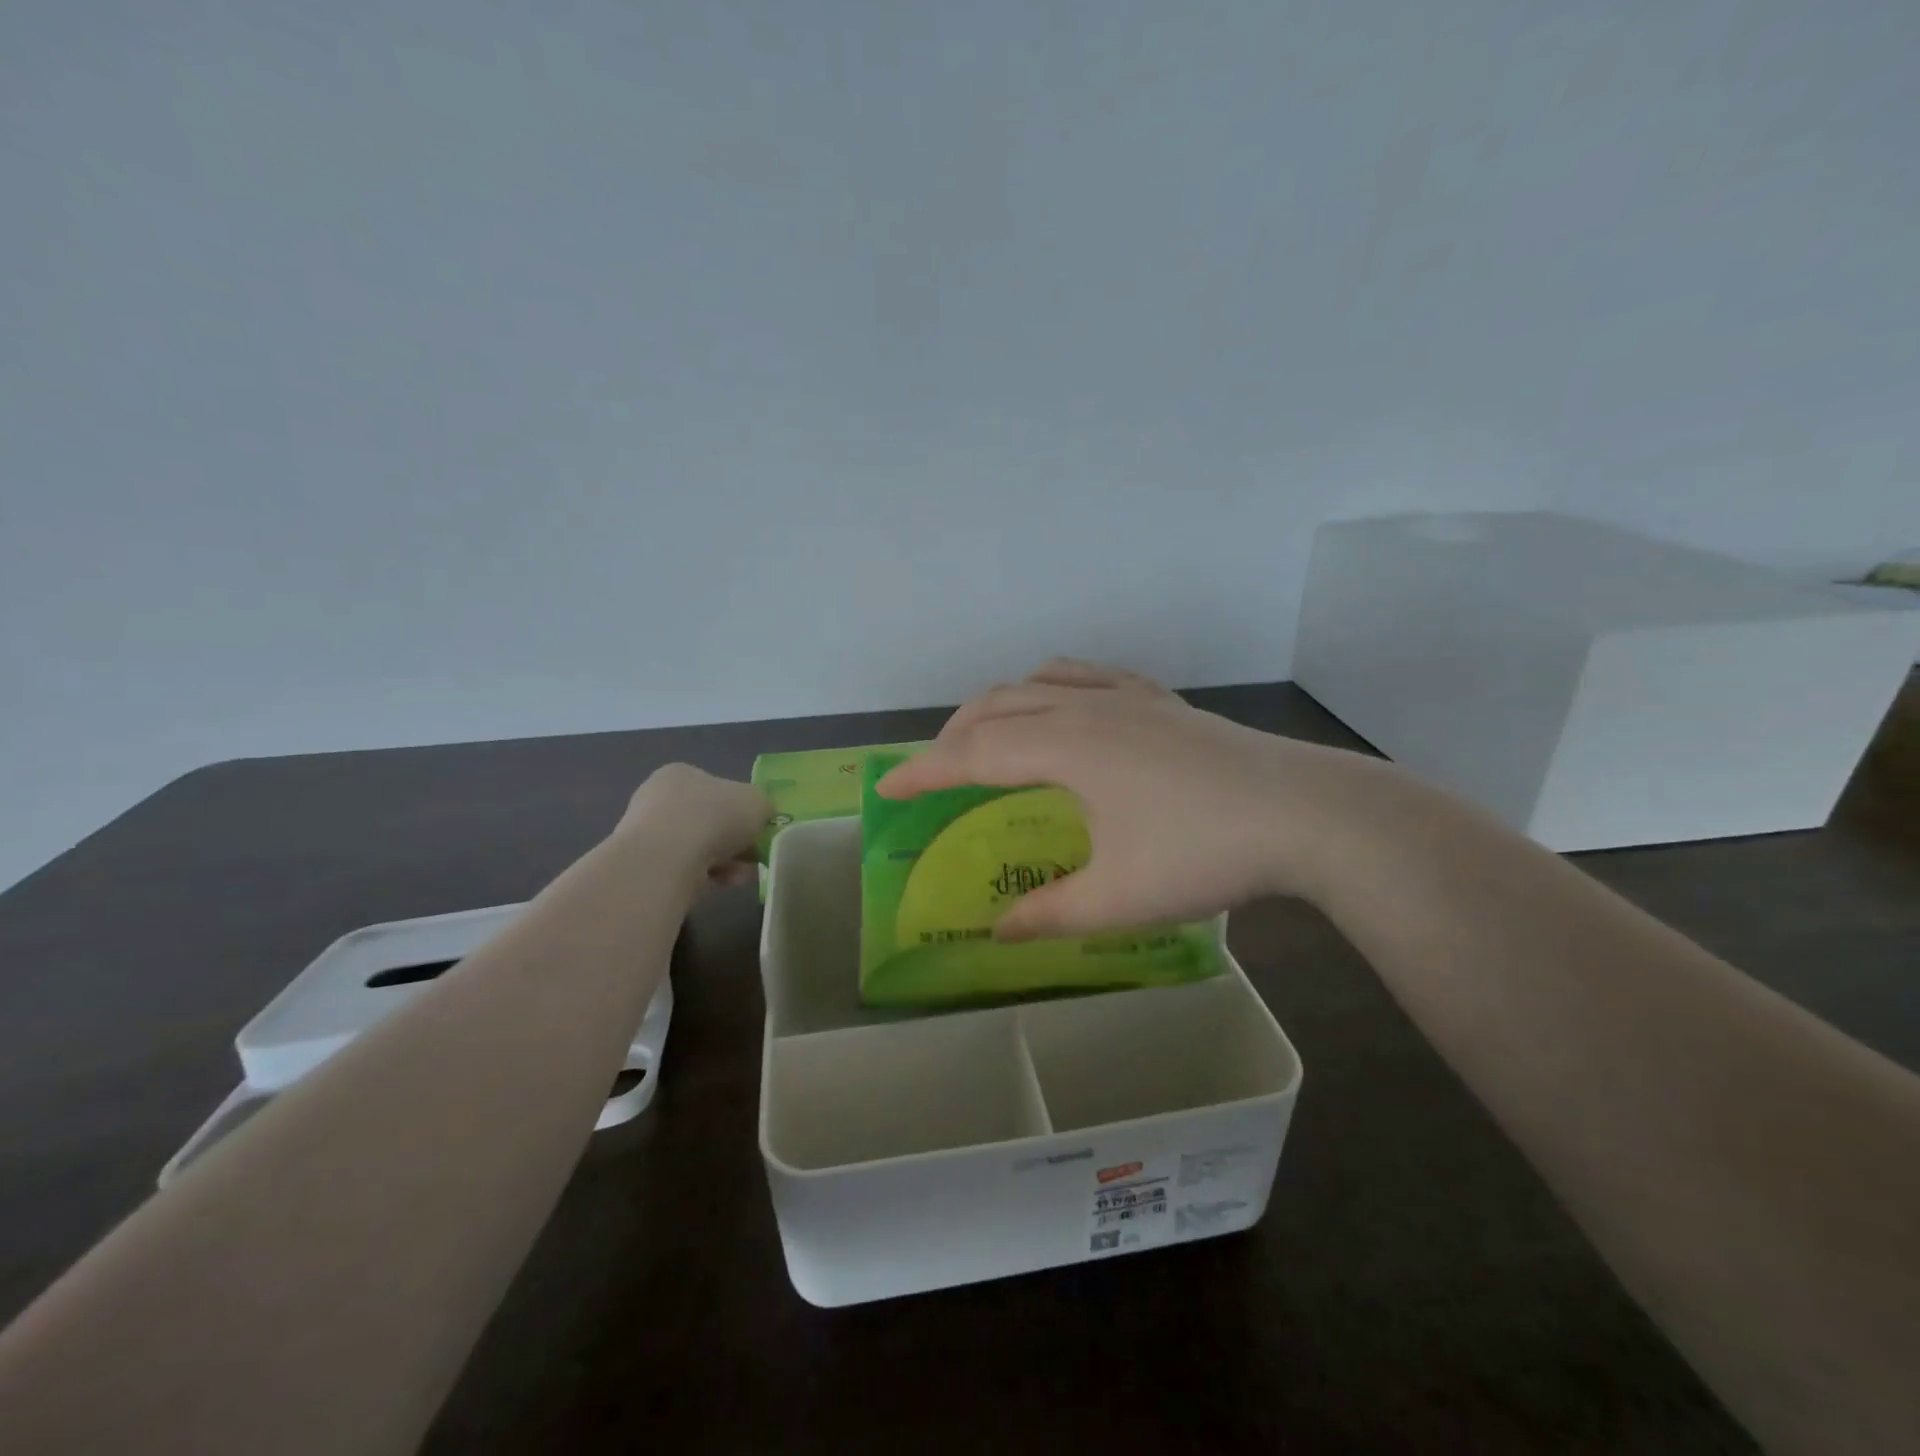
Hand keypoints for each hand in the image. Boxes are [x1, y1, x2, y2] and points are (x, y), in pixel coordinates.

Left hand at [619, 764, 770, 888]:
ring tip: (742, 876)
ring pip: (698, 848)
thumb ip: (763, 805)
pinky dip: (706, 877)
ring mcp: (646, 834)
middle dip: (734, 841)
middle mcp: (657, 799)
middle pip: (708, 821)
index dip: (741, 809)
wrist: (665, 860)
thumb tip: (761, 814)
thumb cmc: (713, 817)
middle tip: (753, 856)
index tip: (757, 829)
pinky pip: (684, 870)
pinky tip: (722, 884)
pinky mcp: (643, 867)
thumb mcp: (757, 801)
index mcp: (680, 774)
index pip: (715, 789)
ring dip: (725, 861)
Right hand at [876, 659, 1395, 937]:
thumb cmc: (1204, 853)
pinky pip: (1087, 675)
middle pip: (996, 706)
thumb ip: (1049, 913)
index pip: (972, 753)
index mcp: (1065, 747)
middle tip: (931, 772)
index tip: (886, 787)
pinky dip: (1051, 684)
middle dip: (952, 735)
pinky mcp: (1161, 700)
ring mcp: (1127, 697)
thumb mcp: (1118, 897)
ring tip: (984, 734)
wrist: (1307, 813)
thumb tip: (998, 932)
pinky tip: (1061, 703)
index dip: (923, 770)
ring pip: (1038, 681)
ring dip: (997, 704)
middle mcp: (1086, 708)